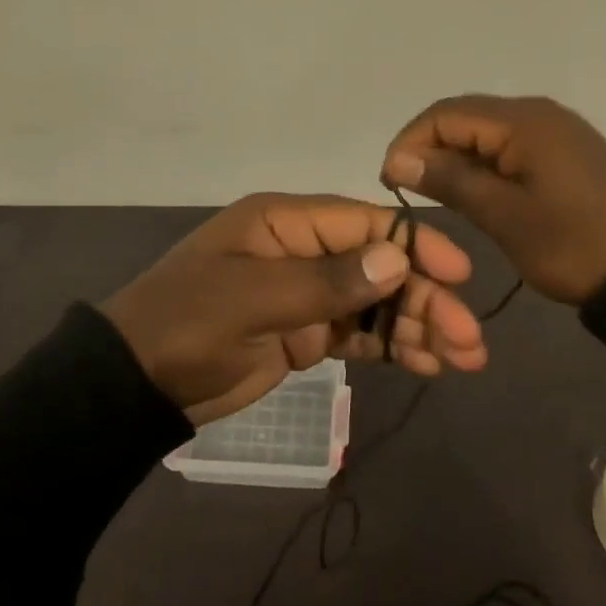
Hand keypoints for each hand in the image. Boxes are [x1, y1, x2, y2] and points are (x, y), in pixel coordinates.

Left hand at [99, 194, 487, 424]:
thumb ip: (327, 281)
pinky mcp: (305, 332)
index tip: (458, 275)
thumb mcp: (253, 299)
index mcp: (286, 222)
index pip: (364, 223)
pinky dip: (392, 344)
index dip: (414, 246)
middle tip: (470, 338)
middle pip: (379, 264)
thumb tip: (396, 259)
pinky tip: (427, 363)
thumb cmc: (188, 324)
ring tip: (463, 358)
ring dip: (418, 323)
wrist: (135, 384)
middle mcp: (303, 249)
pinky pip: (359, 331)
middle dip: (425, 296)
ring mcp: (306, 292)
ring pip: (376, 300)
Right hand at [380, 95, 605, 305]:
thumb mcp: (505, 216)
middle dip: (428, 146)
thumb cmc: (575, 244)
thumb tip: (399, 158)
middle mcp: (536, 112)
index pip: (445, 114)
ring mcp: (555, 129)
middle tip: (408, 188)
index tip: (390, 182)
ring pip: (486, 130)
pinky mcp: (566, 150)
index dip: (409, 142)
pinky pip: (510, 143)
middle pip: (464, 116)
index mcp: (522, 121)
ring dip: (455, 155)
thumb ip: (450, 180)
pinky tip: (475, 190)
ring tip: (435, 192)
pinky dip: (483, 161)